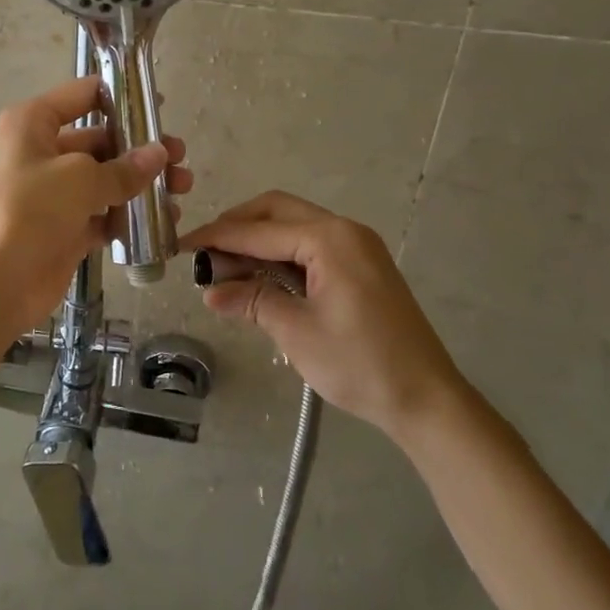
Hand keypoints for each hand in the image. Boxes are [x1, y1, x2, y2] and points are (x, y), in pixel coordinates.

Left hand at [0, 75, 192, 340]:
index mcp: (33, 124)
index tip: (159, 106)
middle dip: (141, 147)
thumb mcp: (78, 180)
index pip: (82, 95)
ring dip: (142, 182)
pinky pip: (103, 213)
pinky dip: (130, 216)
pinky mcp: (64, 227)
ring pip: (105, 178)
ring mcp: (52, 192)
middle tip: (181, 157)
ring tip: (183, 188)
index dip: (121, 95)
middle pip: (100, 138)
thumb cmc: (27, 213)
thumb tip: (160, 153)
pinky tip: (166, 222)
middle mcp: (41, 151)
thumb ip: (124, 167)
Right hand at [181, 191, 461, 438]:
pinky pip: (310, 244)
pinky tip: (259, 275)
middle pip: (276, 211)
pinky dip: (280, 253)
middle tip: (205, 252)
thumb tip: (210, 291)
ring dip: (258, 240)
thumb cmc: (360, 364)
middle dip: (237, 226)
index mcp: (329, 238)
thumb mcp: (297, 331)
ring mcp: (356, 246)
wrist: (427, 399)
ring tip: (225, 266)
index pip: (259, 230)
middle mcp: (344, 230)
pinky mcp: (361, 265)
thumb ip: (252, 300)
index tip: (182, 245)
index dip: (217, 237)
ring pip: (293, 225)